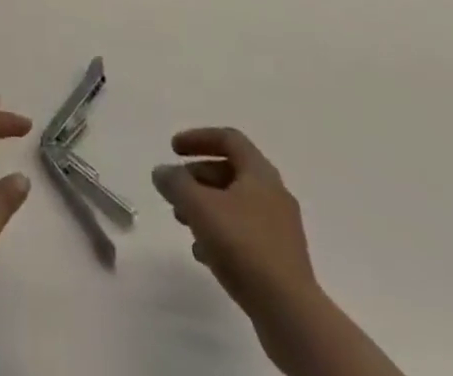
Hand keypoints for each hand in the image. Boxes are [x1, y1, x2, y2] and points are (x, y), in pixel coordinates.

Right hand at [151, 127, 316, 321]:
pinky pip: (244, 235)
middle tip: (175, 191)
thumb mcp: (200, 207)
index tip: (173, 149)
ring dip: (206, 207)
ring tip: (182, 222)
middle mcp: (274, 195)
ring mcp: (279, 230)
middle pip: (230, 172)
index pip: (228, 138)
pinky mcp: (279, 261)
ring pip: (235, 205)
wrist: (290, 314)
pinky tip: (203, 254)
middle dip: (197, 178)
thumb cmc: (244, 246)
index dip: (198, 138)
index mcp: (260, 173)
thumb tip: (161, 172)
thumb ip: (176, 184)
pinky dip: (220, 234)